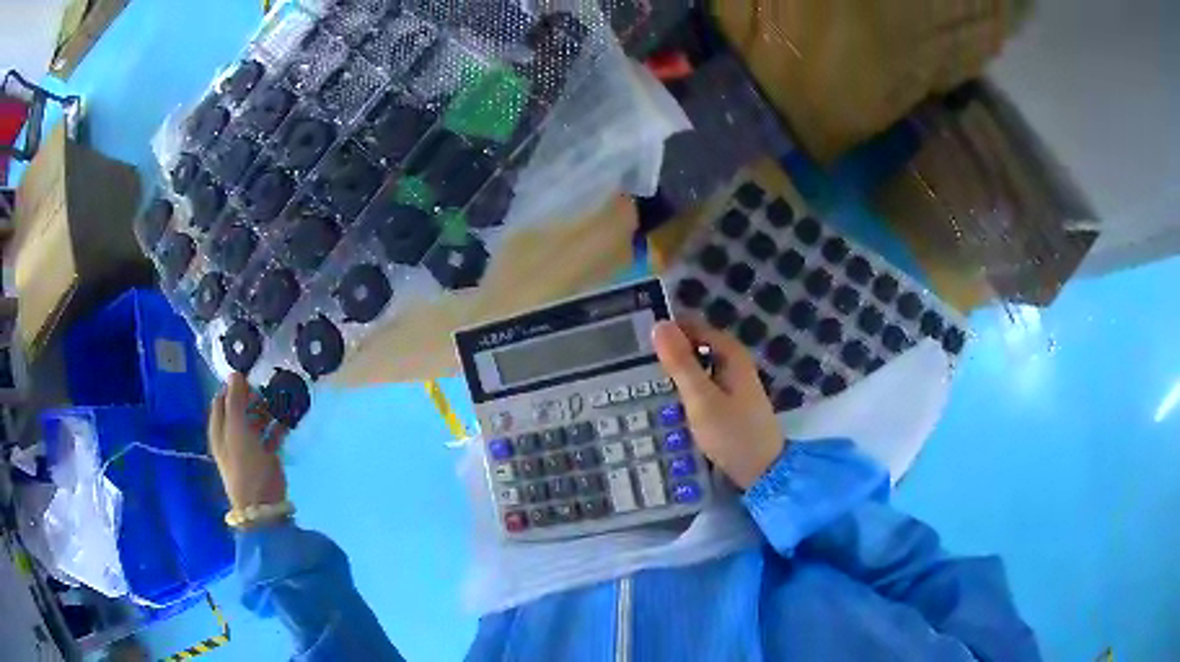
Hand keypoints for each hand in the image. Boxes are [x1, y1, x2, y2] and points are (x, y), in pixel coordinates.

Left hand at [208, 373, 288, 511]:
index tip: (249, 376)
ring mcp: (249, 446)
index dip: (233, 386)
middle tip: (267, 388)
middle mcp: (232, 435)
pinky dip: (278, 425)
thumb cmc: (244, 464)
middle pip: (240, 408)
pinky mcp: (266, 455)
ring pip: (257, 419)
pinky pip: (271, 434)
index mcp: (219, 428)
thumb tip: (235, 373)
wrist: (261, 503)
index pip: (222, 398)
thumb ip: (235, 401)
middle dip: (253, 396)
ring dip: (267, 409)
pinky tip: (288, 417)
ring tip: (281, 399)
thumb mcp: (237, 430)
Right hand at [653, 319, 783, 488]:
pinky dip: (685, 388)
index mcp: (731, 354)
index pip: (693, 327)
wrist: (762, 472)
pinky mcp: (729, 402)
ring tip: (642, 382)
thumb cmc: (732, 433)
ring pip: (698, 367)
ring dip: (675, 372)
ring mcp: (733, 383)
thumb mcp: (701, 399)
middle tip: (633, 365)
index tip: (636, 342)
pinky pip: (702, 384)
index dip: (667, 330)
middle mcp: (734, 362)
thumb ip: (680, 363)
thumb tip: (659, 325)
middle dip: (669, 352)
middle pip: (696, 346)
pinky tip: (667, 402)